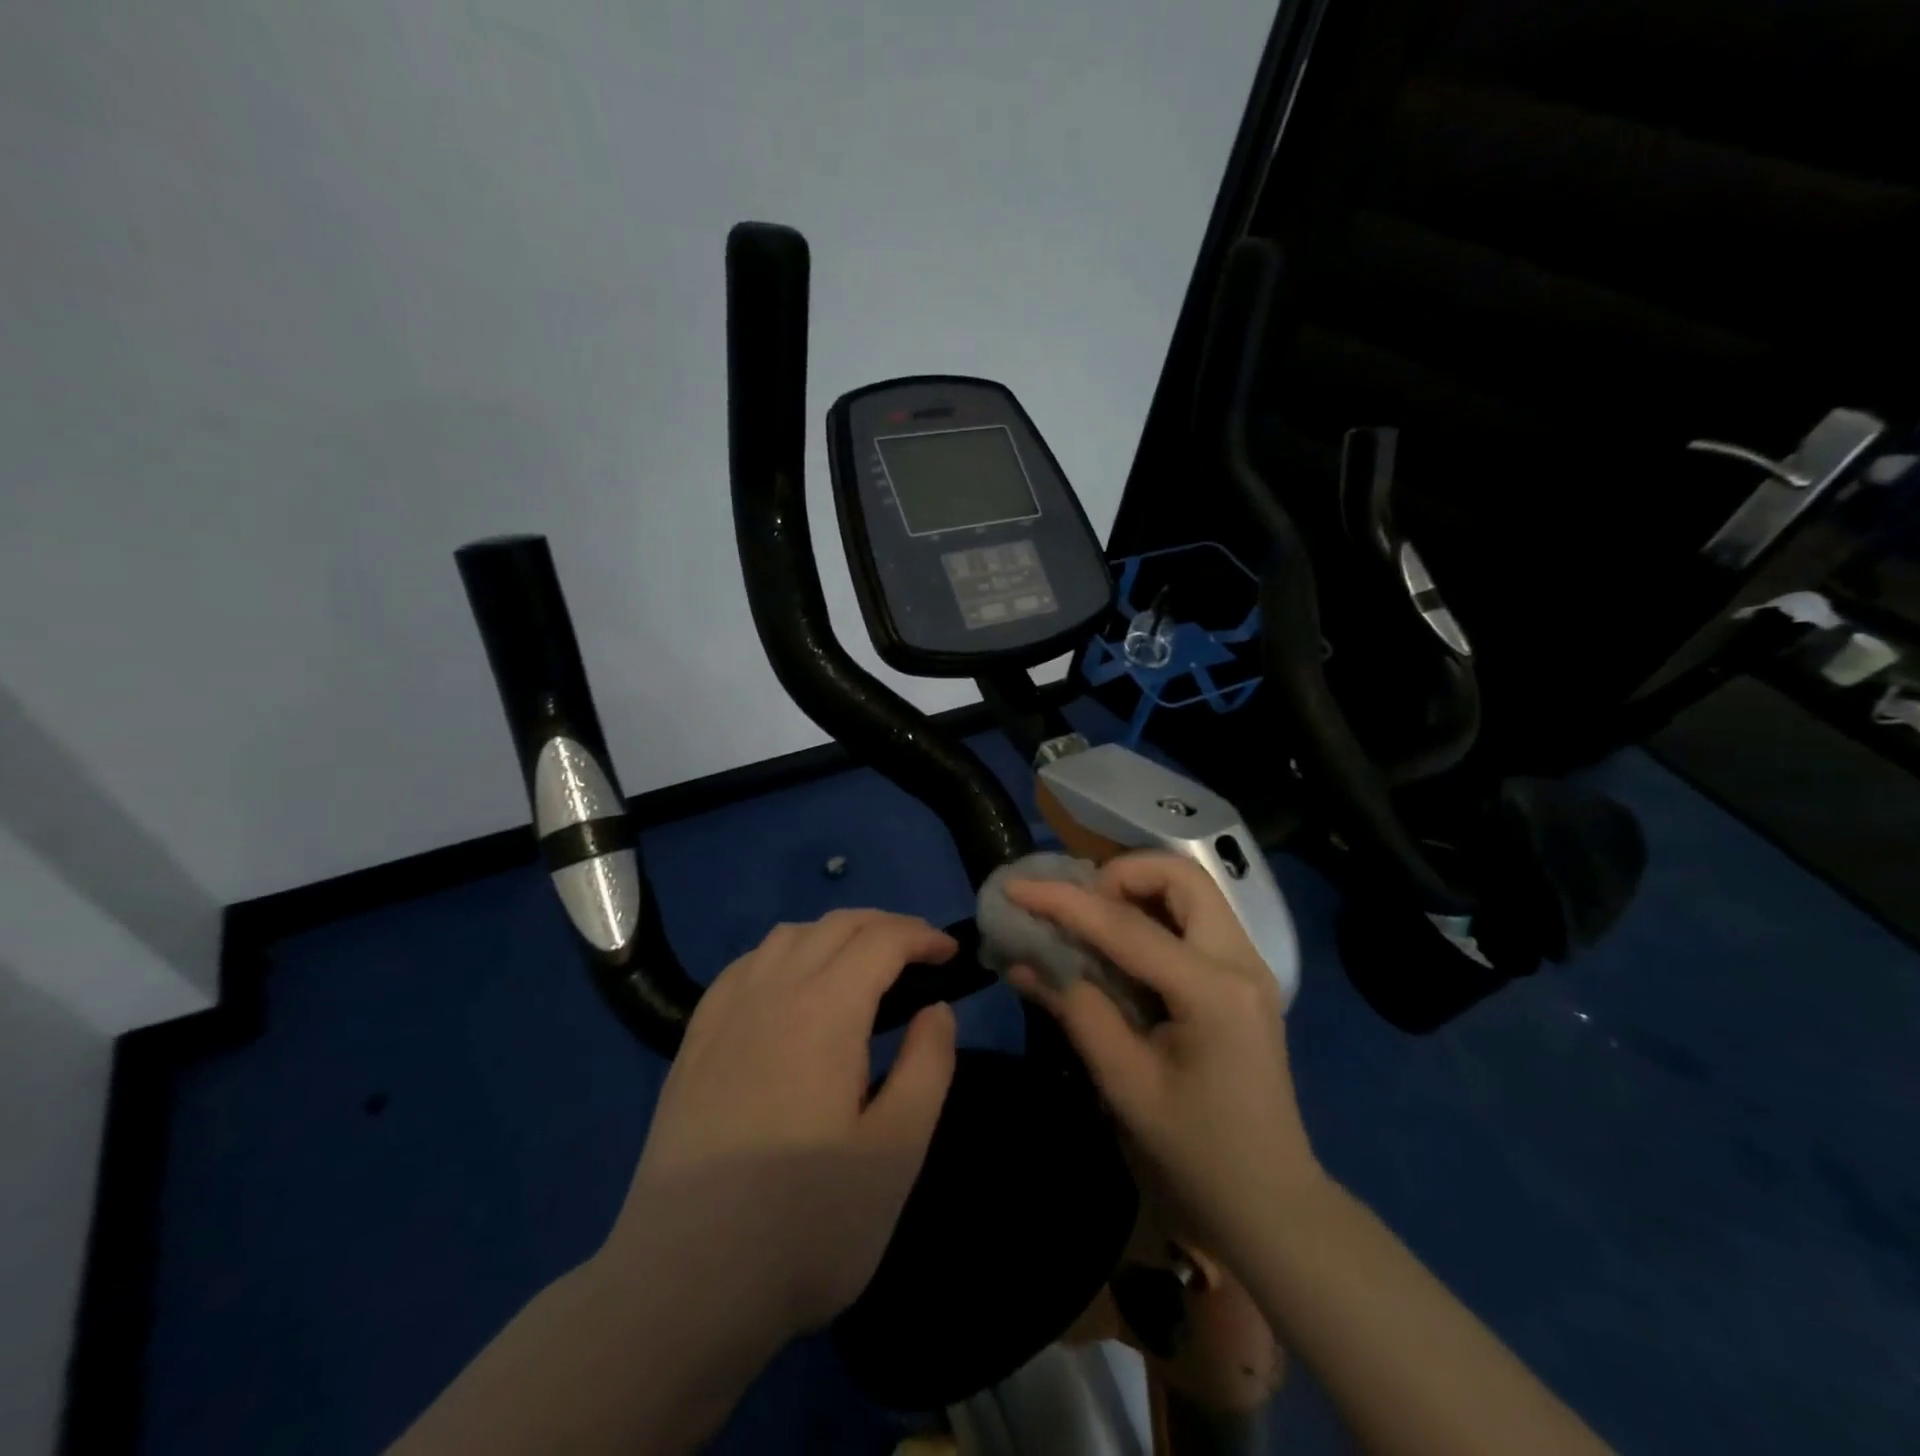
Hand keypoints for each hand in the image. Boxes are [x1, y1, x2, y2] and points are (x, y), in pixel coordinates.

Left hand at [605, 910, 959, 1342]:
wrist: (683, 1287)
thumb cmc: (805, 1223)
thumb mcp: (896, 1153)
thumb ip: (929, 1067)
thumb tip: (936, 1010)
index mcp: (824, 1010)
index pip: (881, 940)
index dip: (922, 936)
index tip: (951, 954)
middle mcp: (771, 991)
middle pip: (835, 926)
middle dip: (886, 926)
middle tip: (920, 955)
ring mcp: (724, 1014)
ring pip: (787, 936)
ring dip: (834, 935)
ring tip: (862, 967)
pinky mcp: (694, 1042)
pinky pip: (746, 966)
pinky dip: (785, 954)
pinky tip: (791, 989)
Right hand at [1006, 853, 1321, 1263]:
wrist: (1271, 1204)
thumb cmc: (1197, 1155)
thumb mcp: (1126, 1086)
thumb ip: (1077, 1011)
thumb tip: (1023, 961)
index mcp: (1213, 991)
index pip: (1126, 925)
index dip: (1064, 901)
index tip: (1016, 886)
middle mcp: (1241, 961)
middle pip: (1180, 877)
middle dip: (1119, 876)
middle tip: (1077, 910)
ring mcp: (1249, 966)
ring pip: (1191, 890)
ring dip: (1138, 890)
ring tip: (1093, 924)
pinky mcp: (1243, 977)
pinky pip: (1196, 918)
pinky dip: (1153, 913)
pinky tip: (1121, 947)